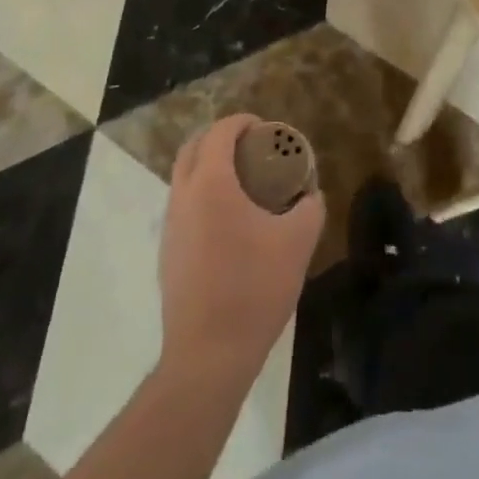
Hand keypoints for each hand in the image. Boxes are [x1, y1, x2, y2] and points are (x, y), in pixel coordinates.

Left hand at [159, 114, 323, 385]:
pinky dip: (202, 195)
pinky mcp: (167, 254)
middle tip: (250, 146)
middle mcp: (183, 197)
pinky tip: (229, 221)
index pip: (220, 132)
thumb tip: (311, 195)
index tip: (265, 128)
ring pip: (183, 178)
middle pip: (193, 148)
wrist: (209, 355)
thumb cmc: (254, 289)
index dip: (242, 122)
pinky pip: (183, 206)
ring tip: (242, 181)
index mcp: (211, 184)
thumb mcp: (298, 243)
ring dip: (208, 167)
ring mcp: (170, 227)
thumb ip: (310, 209)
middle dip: (219, 138)